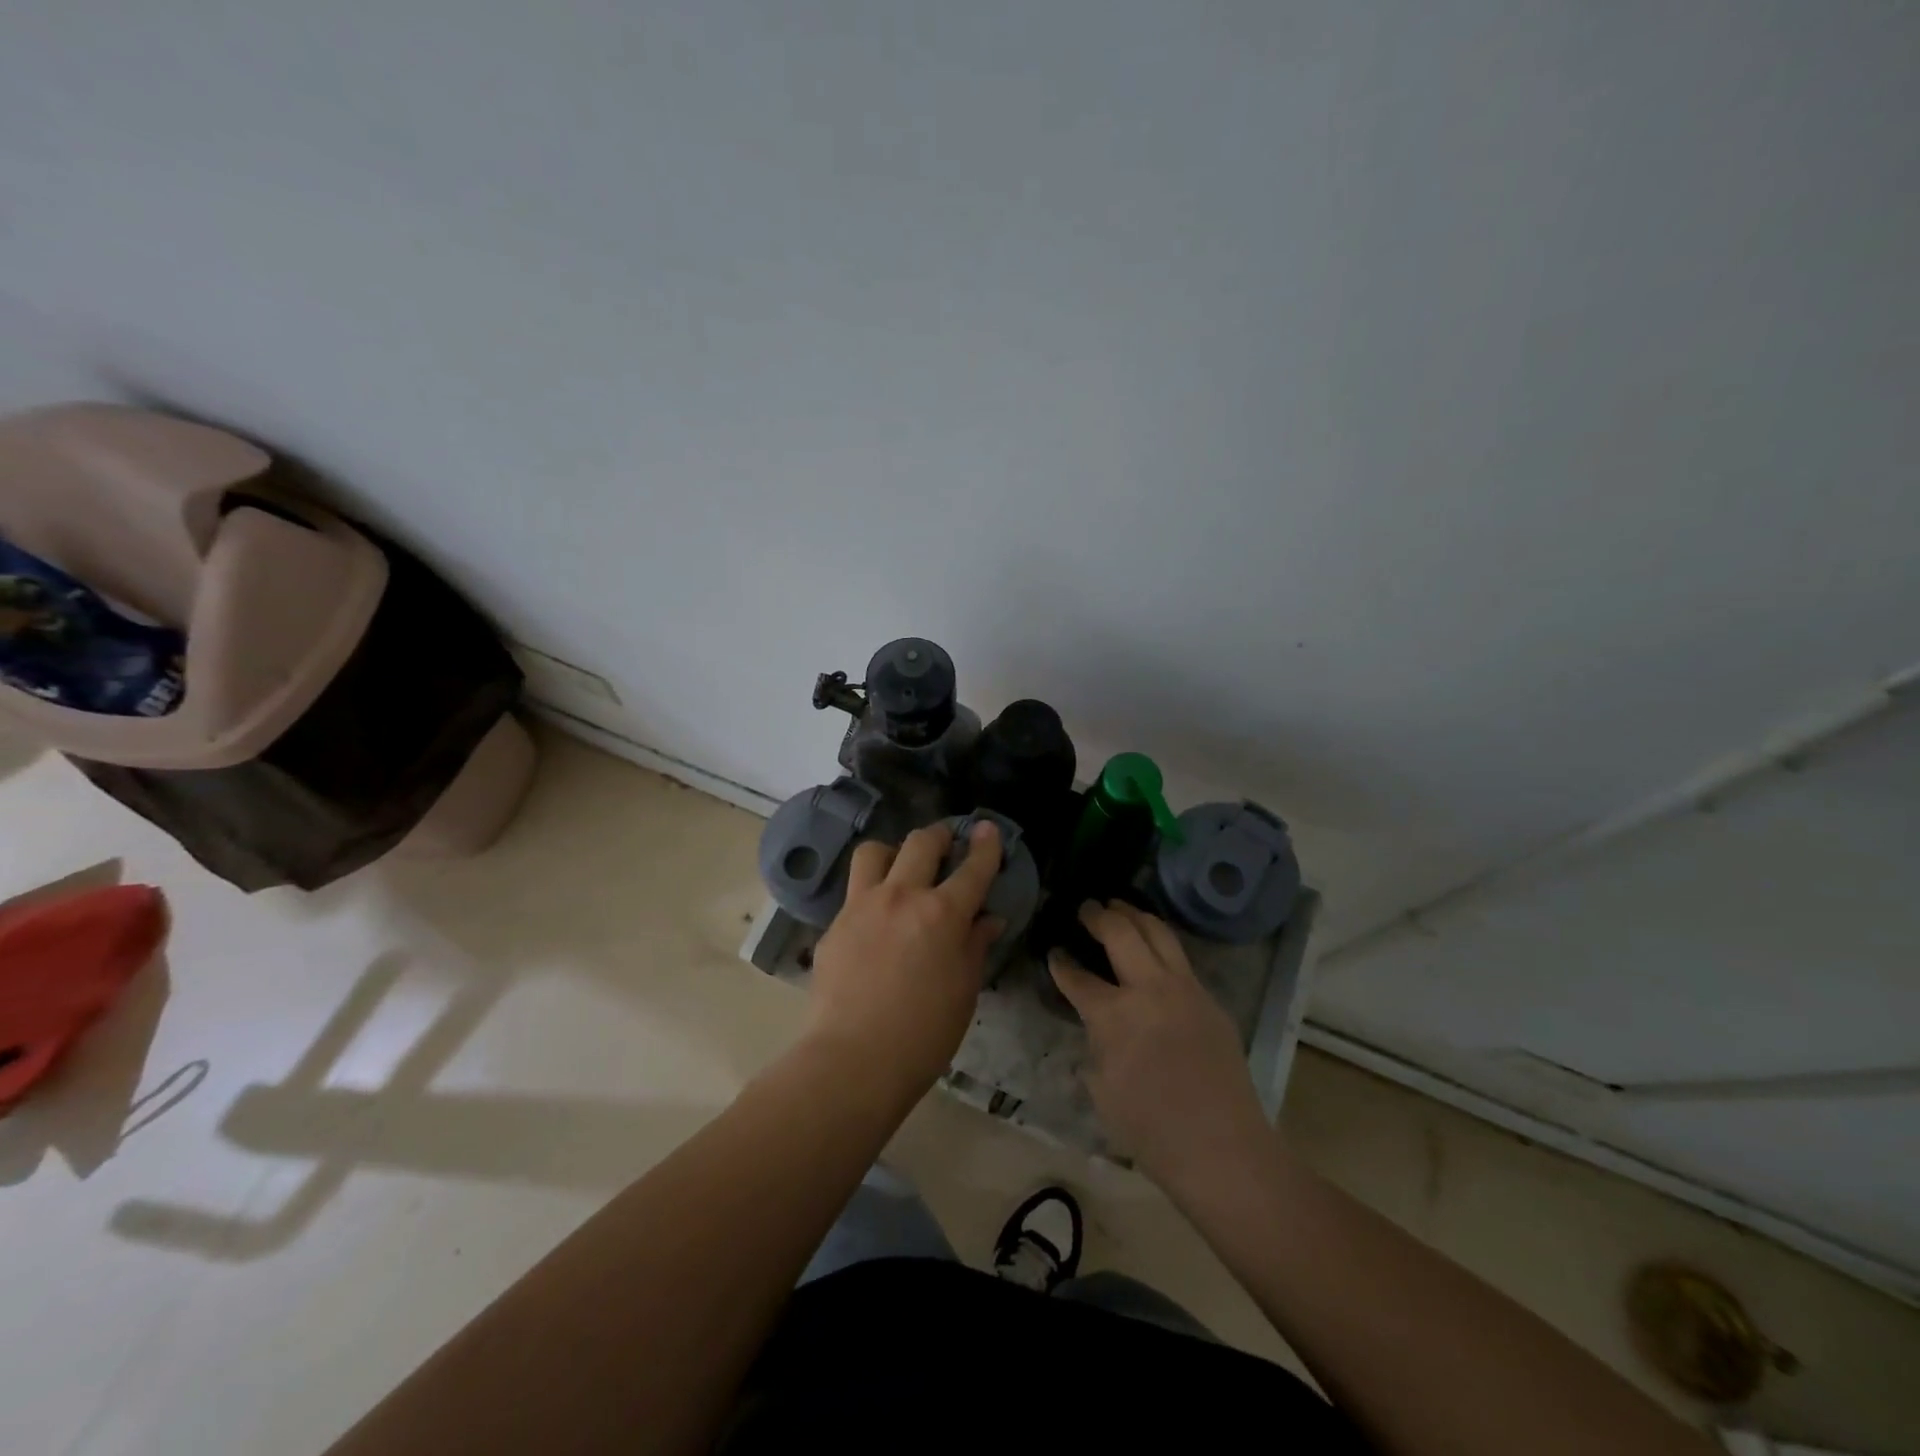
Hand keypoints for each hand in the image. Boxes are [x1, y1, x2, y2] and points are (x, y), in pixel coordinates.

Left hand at [805, 820, 1003, 1094]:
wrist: (853, 1060)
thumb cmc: (923, 1034)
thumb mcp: (964, 990)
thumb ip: (975, 946)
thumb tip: (987, 920)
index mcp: (942, 913)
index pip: (972, 867)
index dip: (985, 845)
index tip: (988, 829)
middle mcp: (902, 896)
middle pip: (921, 842)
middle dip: (940, 836)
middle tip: (947, 844)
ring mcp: (862, 906)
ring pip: (875, 851)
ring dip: (893, 852)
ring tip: (901, 869)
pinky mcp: (834, 924)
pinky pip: (854, 892)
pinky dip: (870, 894)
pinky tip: (875, 921)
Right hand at [1050, 901, 1272, 1191]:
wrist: (1223, 1148)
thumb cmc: (1151, 1130)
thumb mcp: (1102, 1088)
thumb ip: (1095, 1045)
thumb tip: (1097, 1026)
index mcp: (1113, 1014)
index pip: (1077, 977)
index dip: (1061, 963)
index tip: (1054, 952)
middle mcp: (1149, 988)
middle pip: (1120, 932)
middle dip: (1098, 915)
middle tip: (1086, 908)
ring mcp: (1184, 988)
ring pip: (1157, 931)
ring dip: (1134, 914)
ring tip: (1119, 906)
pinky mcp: (1209, 999)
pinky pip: (1180, 957)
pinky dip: (1160, 941)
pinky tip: (1153, 946)